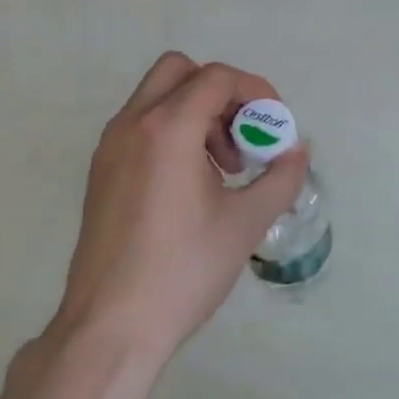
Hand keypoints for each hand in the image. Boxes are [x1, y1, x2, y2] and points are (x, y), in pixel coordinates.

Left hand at [53, 52, 308, 368]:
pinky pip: (141, 126)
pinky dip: (172, 133)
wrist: (110, 327)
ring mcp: (110, 147)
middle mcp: (132, 124)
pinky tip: (192, 185)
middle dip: (221, 93)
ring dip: (197, 113)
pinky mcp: (101, 171)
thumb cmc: (183, 270)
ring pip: (158, 98)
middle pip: (180, 71)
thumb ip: (281, 178)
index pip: (217, 78)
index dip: (255, 90)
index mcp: (168, 128)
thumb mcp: (246, 223)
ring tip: (223, 168)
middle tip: (243, 136)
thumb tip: (298, 151)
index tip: (275, 125)